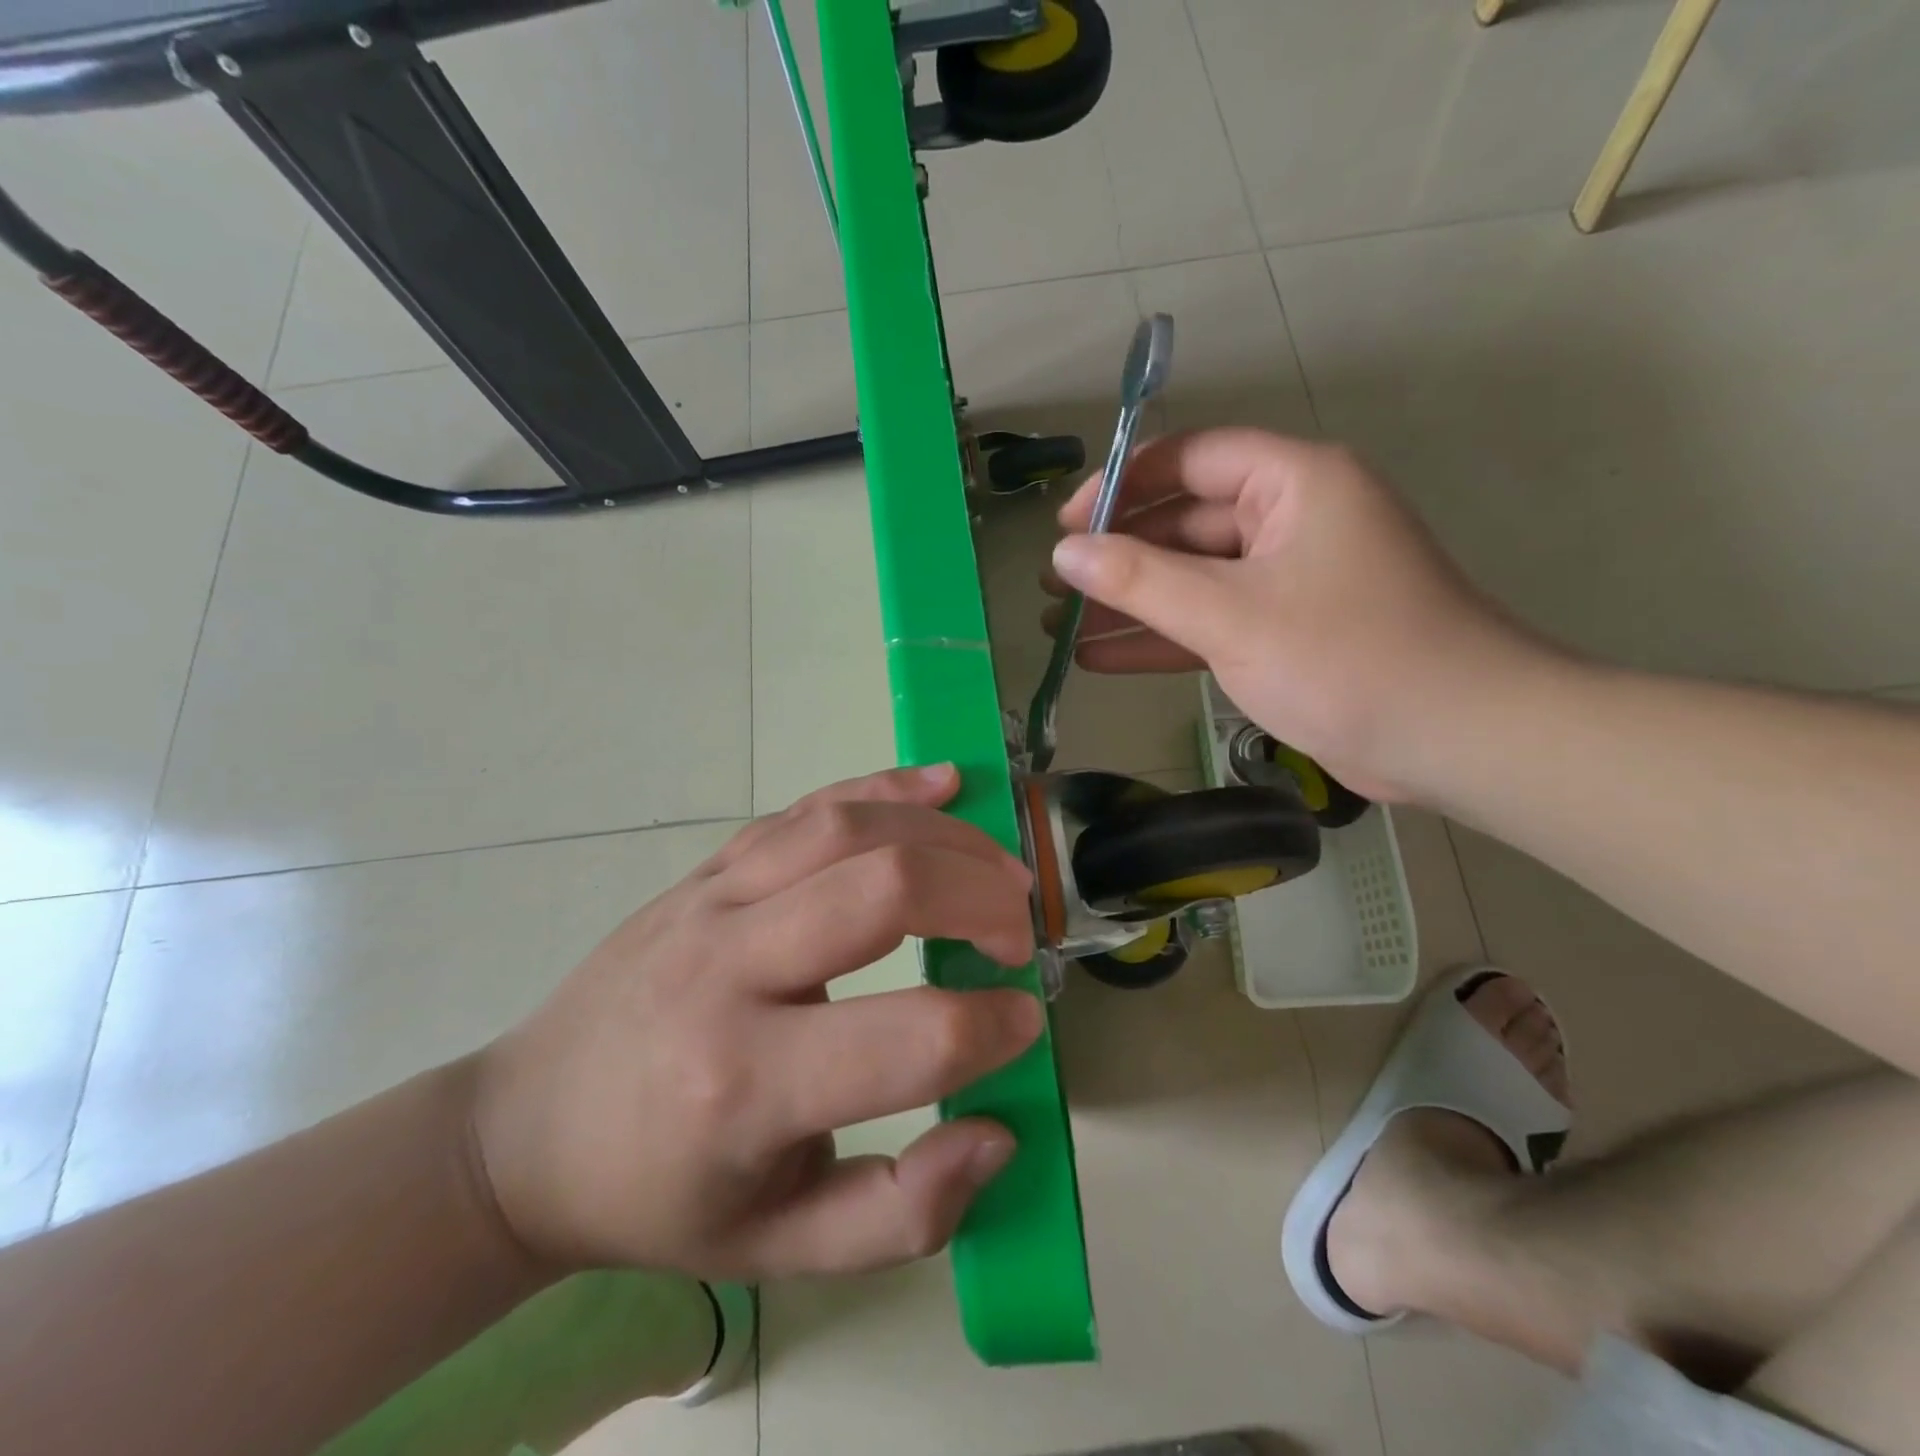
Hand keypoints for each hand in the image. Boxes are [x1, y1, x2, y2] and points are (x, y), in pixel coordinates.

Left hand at [471, 765, 1040, 1280]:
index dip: (992, 1027)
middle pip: (886, 890)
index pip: (912, 1037)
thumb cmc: (660, 1195)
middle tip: (1018, 930)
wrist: (528, 1129)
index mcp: (746, 1084)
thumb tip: (996, 1131)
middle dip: (981, 899)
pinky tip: (942, 781)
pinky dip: (885, 786)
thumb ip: (902, 1213)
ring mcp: (713, 900)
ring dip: (945, 835)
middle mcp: (729, 970)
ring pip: (849, 829)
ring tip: (998, 866)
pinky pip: (806, 808)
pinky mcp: (710, 869)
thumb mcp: (779, 1252)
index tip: (1022, 1024)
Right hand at [1045, 429, 1556, 802]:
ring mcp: (1289, 580)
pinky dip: (1163, 637)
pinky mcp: (1286, 632)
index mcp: (1293, 484)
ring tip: (1062, 624)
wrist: (1454, 739)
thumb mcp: (1230, 614)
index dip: (1122, 484)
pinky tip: (1102, 657)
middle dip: (1118, 555)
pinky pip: (1212, 621)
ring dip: (1132, 602)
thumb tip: (1065, 553)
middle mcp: (1291, 520)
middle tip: (1055, 585)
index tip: (1066, 524)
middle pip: (1186, 522)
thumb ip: (1141, 580)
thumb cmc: (1344, 657)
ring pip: (1194, 578)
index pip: (1191, 458)